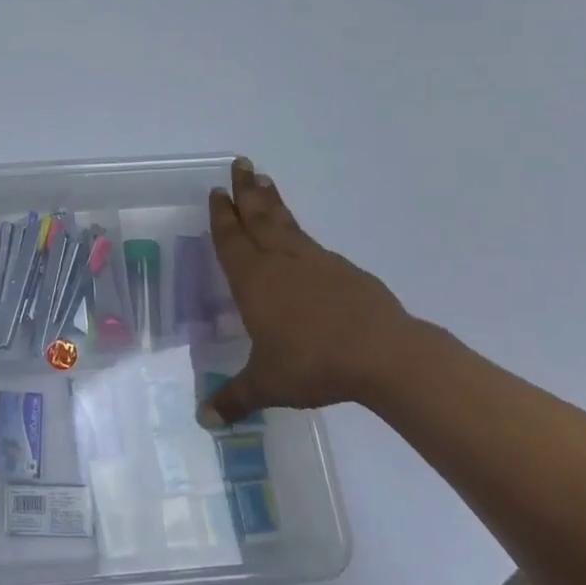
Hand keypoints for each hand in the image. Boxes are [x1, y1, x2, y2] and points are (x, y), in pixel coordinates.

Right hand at [199, 158, 436, 423]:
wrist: (383, 355)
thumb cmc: (313, 364)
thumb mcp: (267, 385)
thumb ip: (233, 398)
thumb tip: (203, 421)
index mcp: (254, 281)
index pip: (231, 240)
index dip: (222, 216)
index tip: (217, 191)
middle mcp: (280, 263)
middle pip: (259, 217)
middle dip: (246, 191)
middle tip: (240, 163)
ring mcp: (316, 263)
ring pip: (287, 224)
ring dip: (273, 202)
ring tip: (265, 180)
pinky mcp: (345, 272)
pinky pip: (312, 244)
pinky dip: (300, 232)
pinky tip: (301, 238)